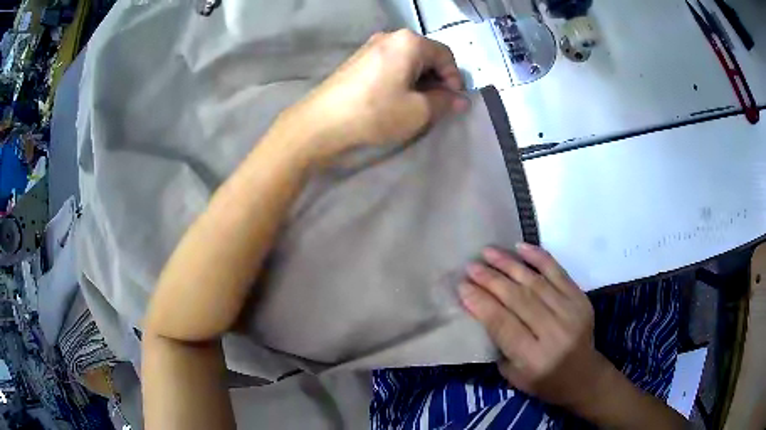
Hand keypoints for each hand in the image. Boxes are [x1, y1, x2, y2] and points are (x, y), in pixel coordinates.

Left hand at [278, 29, 467, 162]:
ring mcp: (370, 47)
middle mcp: (390, 37)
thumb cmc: (375, 113)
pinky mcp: (357, 60)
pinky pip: (390, 65)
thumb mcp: (418, 111)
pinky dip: (400, 79)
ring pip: (407, 61)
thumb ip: (445, 102)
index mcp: (409, 42)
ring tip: (416, 105)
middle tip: (437, 105)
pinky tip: (394, 99)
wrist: (321, 123)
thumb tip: (461, 99)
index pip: (445, 55)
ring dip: (419, 81)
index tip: (453, 101)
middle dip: (436, 80)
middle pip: (426, 55)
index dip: (455, 78)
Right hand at [459, 244, 612, 411]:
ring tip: (489, 252)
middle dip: (491, 280)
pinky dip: (539, 257)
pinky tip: (521, 247)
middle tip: (471, 266)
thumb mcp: (513, 375)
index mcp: (534, 358)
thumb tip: (482, 310)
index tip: (463, 286)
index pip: (503, 324)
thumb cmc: (544, 381)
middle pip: (518, 299)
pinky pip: (558, 272)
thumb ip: (499, 344)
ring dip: (509, 264)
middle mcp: (554, 332)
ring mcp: (570, 312)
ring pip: (535, 282)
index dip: (481, 303)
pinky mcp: (581, 299)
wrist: (583, 376)